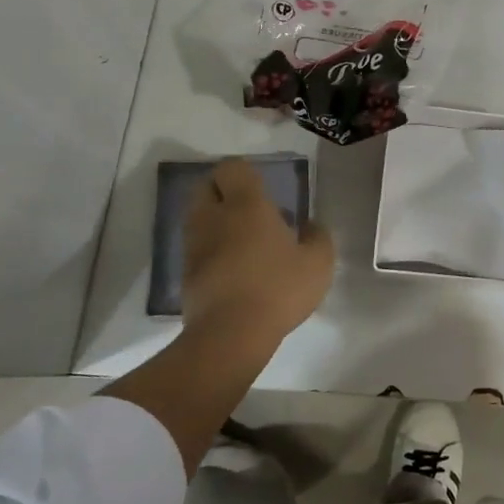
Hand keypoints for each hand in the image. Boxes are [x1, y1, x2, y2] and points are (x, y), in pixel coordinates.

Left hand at [181, 158, 334, 340]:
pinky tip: (233, 269)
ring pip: (198, 217)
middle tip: (250, 210)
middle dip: (223, 192)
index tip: (262, 188)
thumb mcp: (318, 263)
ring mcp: (194, 245)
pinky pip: (196, 247)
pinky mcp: (185, 273)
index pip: (232, 168)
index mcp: (246, 204)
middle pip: (205, 187)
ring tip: (243, 241)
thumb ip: (318, 237)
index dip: (244, 173)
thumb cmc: (278, 289)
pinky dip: (210, 249)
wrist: (230, 335)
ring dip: (215, 221)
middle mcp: (214, 216)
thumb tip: (310, 225)